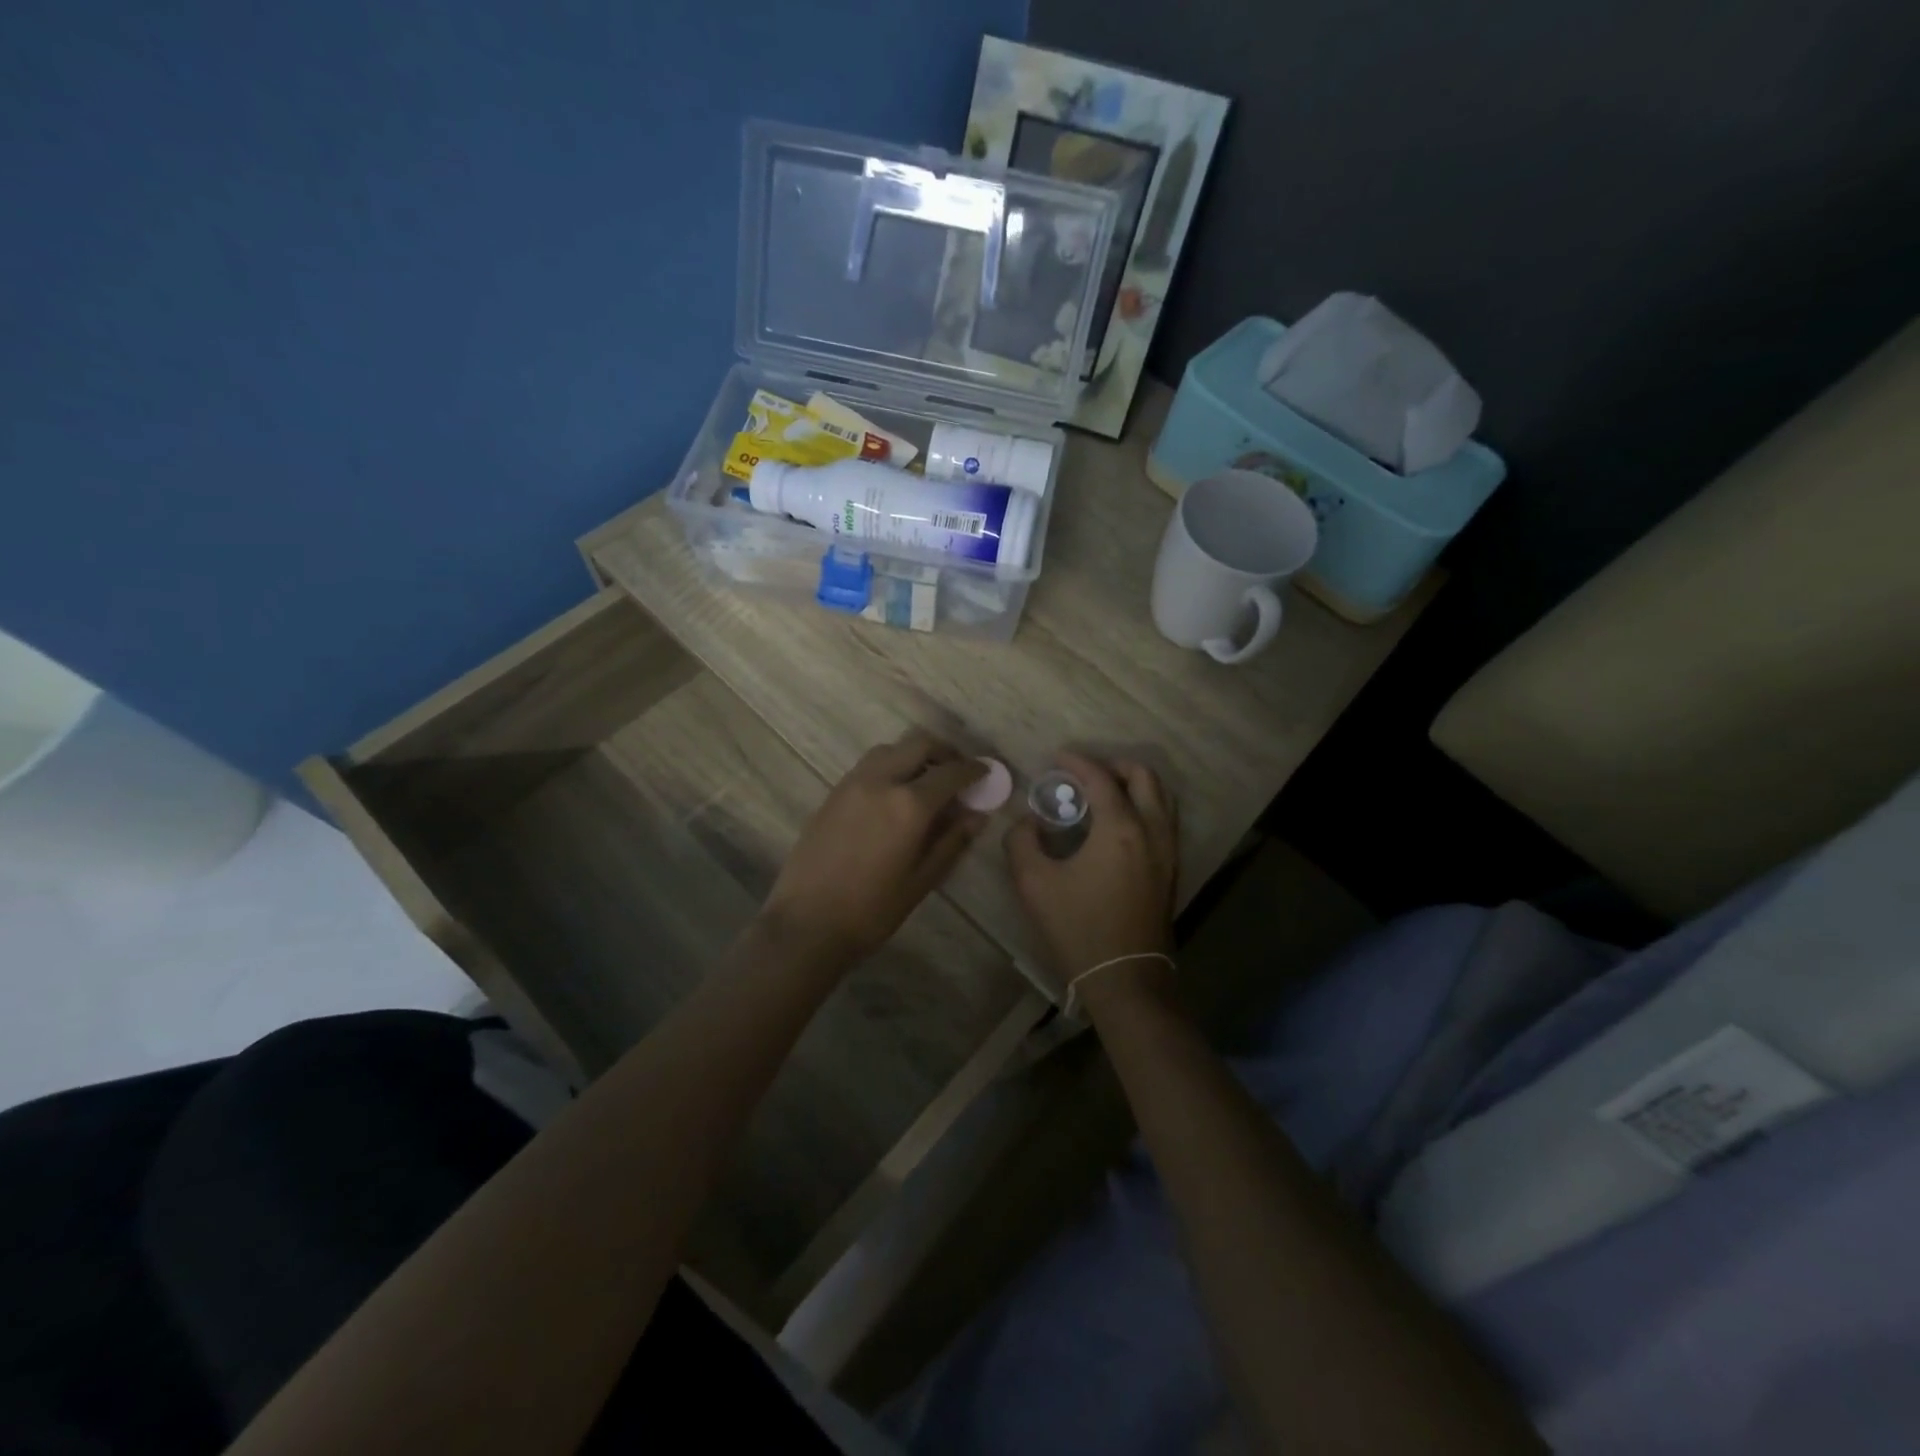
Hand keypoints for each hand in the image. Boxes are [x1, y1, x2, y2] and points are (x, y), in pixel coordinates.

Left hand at [761, 730, 987, 965]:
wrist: (807, 923)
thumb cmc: (872, 910)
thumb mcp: (922, 880)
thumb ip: (952, 841)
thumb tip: (978, 815)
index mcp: (909, 804)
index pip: (950, 772)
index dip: (973, 769)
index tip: (985, 773)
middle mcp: (880, 781)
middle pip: (918, 744)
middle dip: (944, 752)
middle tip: (957, 772)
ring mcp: (852, 783)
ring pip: (890, 749)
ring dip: (913, 756)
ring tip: (925, 782)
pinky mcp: (833, 793)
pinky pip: (868, 766)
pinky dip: (889, 767)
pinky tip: (893, 796)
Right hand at [1005, 751, 1178, 1012]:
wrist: (1125, 978)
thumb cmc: (1078, 927)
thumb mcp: (1034, 883)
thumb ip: (1022, 841)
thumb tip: (1028, 822)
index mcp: (1120, 828)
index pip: (1100, 778)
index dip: (1077, 762)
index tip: (1057, 759)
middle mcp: (1152, 830)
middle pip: (1144, 777)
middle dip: (1114, 766)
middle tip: (1084, 774)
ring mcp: (1168, 851)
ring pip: (1162, 797)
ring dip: (1134, 784)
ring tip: (1103, 794)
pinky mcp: (1171, 869)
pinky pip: (1164, 820)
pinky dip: (1144, 806)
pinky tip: (1118, 824)